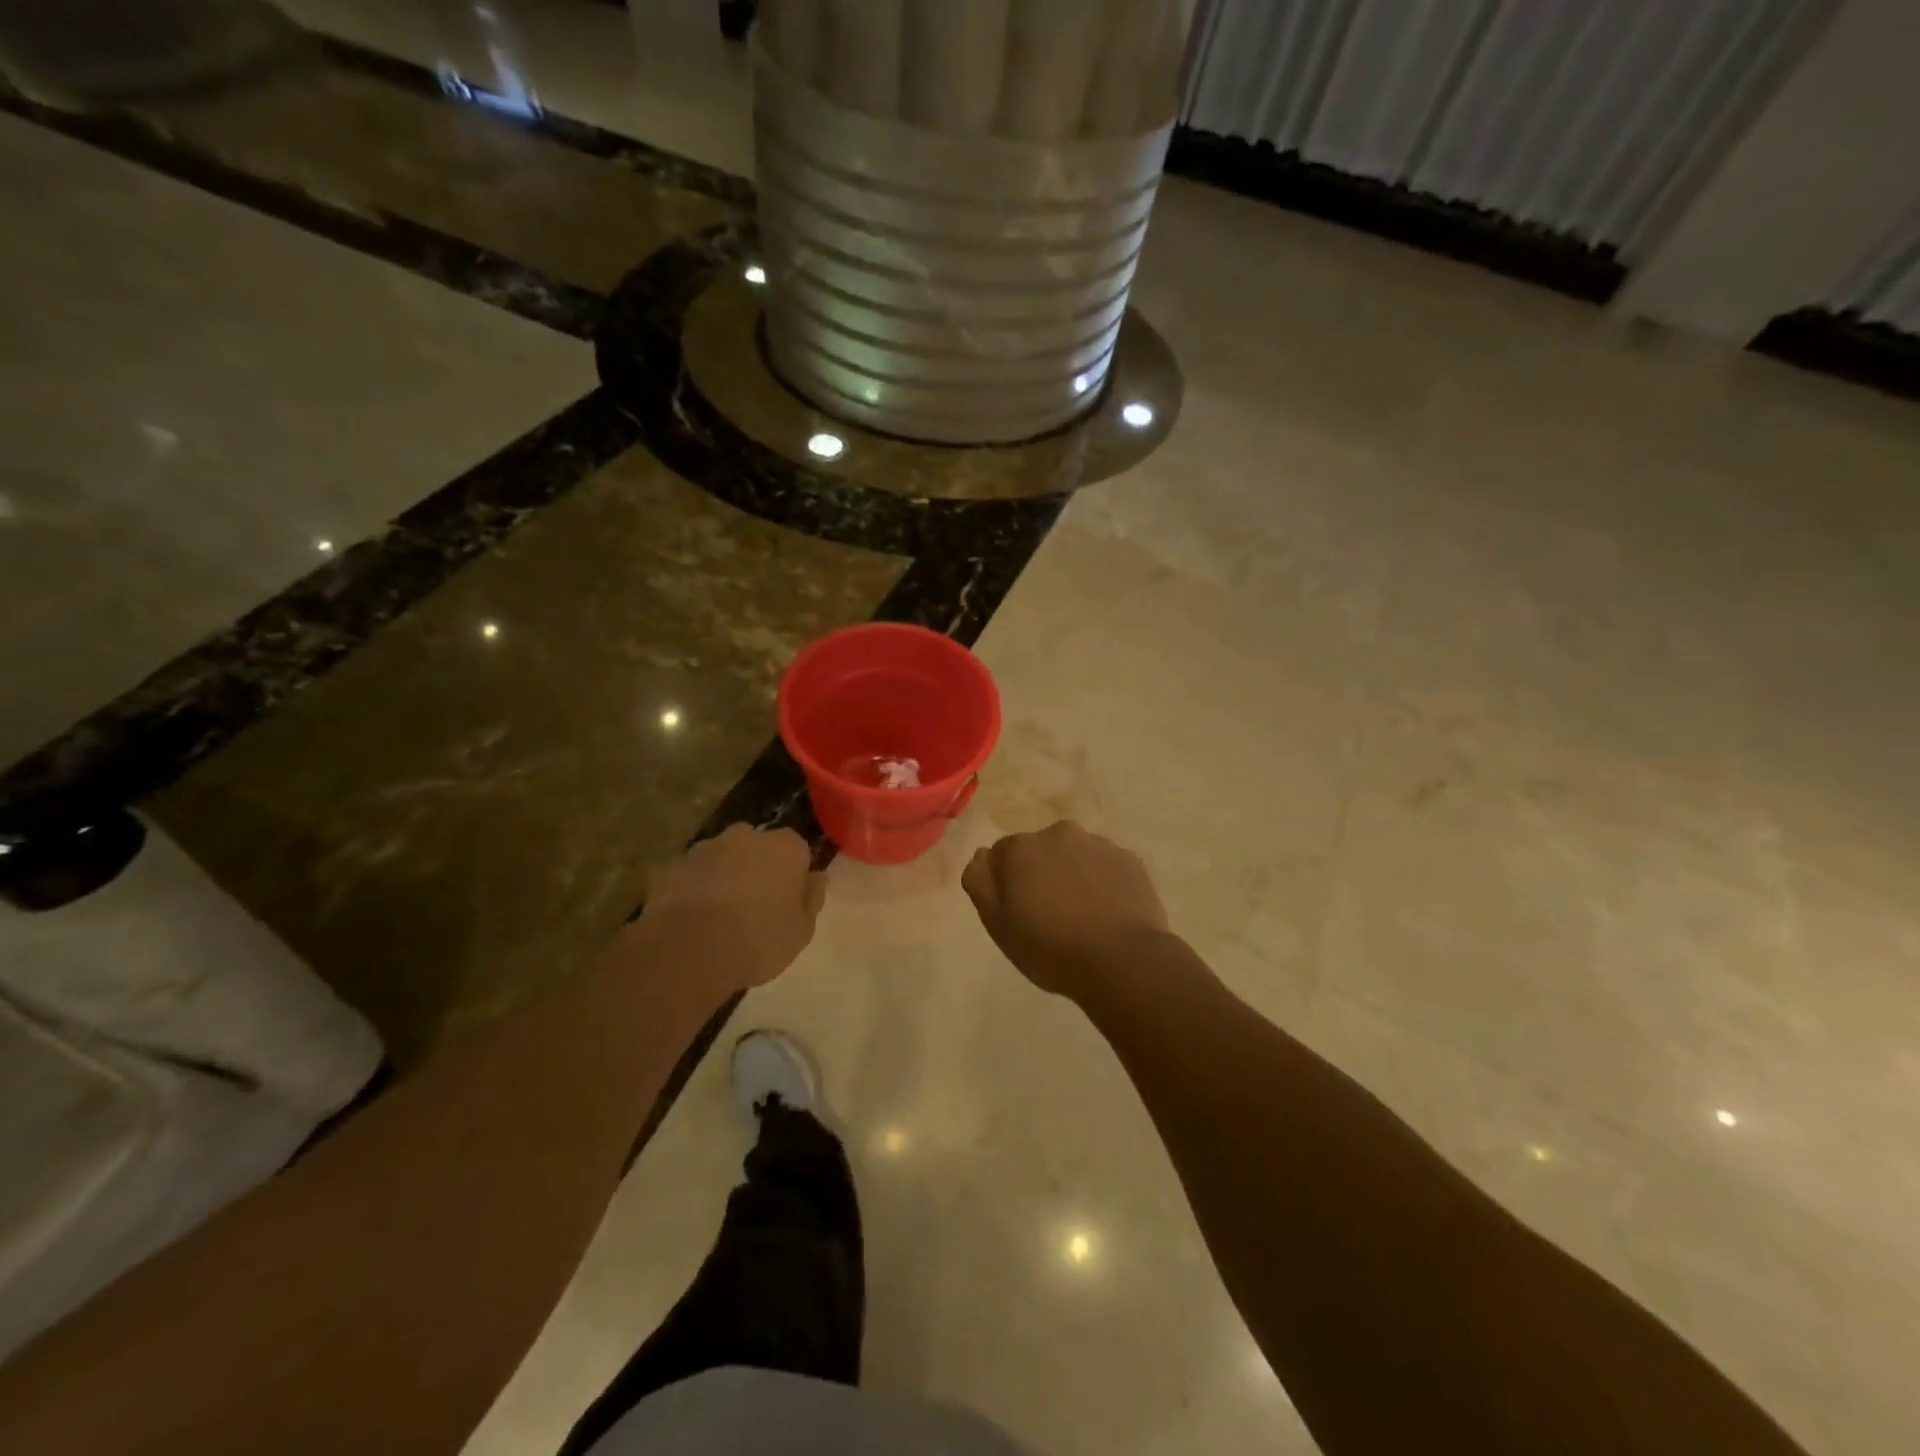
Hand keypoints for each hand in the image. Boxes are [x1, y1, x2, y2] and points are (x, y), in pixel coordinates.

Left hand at [643, 825, 826, 992]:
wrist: (686, 952)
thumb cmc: (757, 940)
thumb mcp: (801, 931)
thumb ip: (812, 899)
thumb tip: (816, 877)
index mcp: (785, 847)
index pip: (798, 851)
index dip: (794, 876)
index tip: (789, 902)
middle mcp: (746, 836)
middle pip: (758, 849)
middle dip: (758, 869)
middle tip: (756, 908)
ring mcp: (705, 848)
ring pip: (724, 858)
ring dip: (726, 877)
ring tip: (721, 918)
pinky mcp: (673, 866)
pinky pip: (694, 875)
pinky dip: (696, 890)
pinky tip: (694, 921)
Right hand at [962, 820, 1170, 999]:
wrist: (1122, 961)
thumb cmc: (1051, 948)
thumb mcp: (998, 925)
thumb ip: (980, 883)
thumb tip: (983, 856)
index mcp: (1021, 847)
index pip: (1002, 856)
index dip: (1008, 884)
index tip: (1019, 912)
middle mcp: (1059, 833)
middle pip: (1041, 851)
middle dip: (1042, 873)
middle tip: (1051, 914)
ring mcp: (1099, 844)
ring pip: (1076, 856)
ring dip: (1073, 875)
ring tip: (1083, 916)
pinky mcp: (1130, 859)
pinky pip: (1106, 867)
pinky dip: (1103, 882)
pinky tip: (1108, 913)